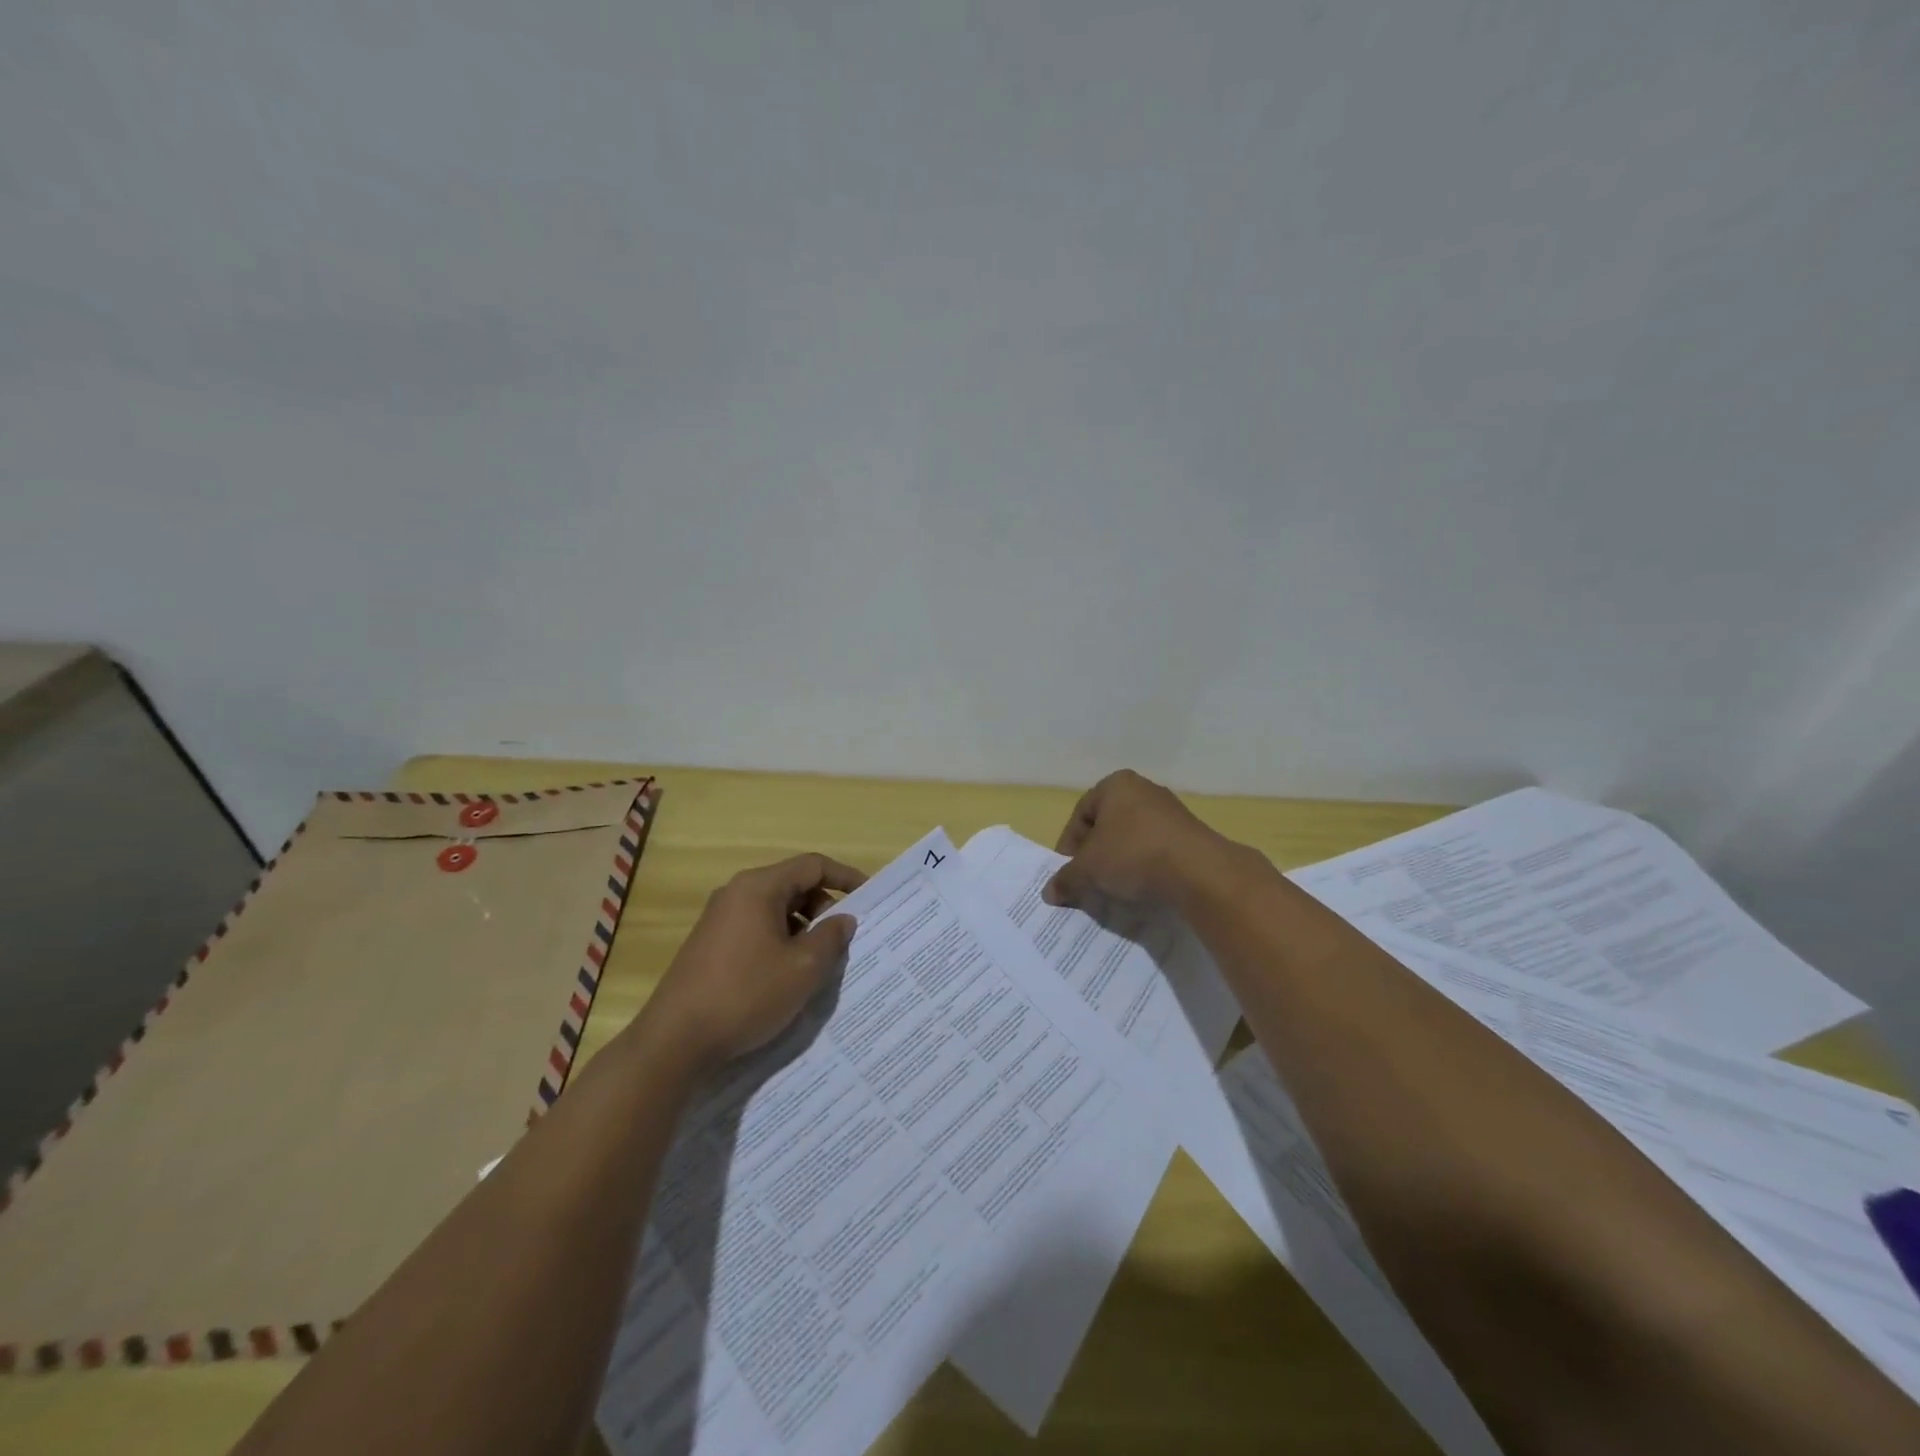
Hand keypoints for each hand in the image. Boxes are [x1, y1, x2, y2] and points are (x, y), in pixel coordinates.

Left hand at [641, 853, 865, 1070]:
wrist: (674, 1041)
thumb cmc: (746, 995)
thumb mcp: (803, 968)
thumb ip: (831, 937)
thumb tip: (843, 918)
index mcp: (759, 887)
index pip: (812, 865)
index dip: (845, 877)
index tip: (870, 898)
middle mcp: (737, 893)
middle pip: (793, 884)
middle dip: (824, 906)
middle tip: (844, 938)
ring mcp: (719, 918)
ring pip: (775, 909)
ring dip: (803, 927)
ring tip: (820, 961)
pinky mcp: (710, 944)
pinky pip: (757, 928)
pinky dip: (781, 940)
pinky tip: (787, 975)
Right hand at [1043, 770, 1228, 908]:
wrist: (1199, 871)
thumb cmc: (1133, 855)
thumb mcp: (1089, 869)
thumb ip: (1066, 878)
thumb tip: (1049, 892)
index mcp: (1115, 785)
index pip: (1080, 815)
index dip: (1069, 846)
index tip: (1069, 873)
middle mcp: (1143, 789)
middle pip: (1106, 826)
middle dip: (1095, 854)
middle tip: (1088, 882)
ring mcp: (1170, 810)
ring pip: (1131, 838)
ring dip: (1119, 862)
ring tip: (1114, 889)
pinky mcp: (1190, 834)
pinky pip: (1156, 849)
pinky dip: (1144, 866)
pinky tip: (1142, 887)